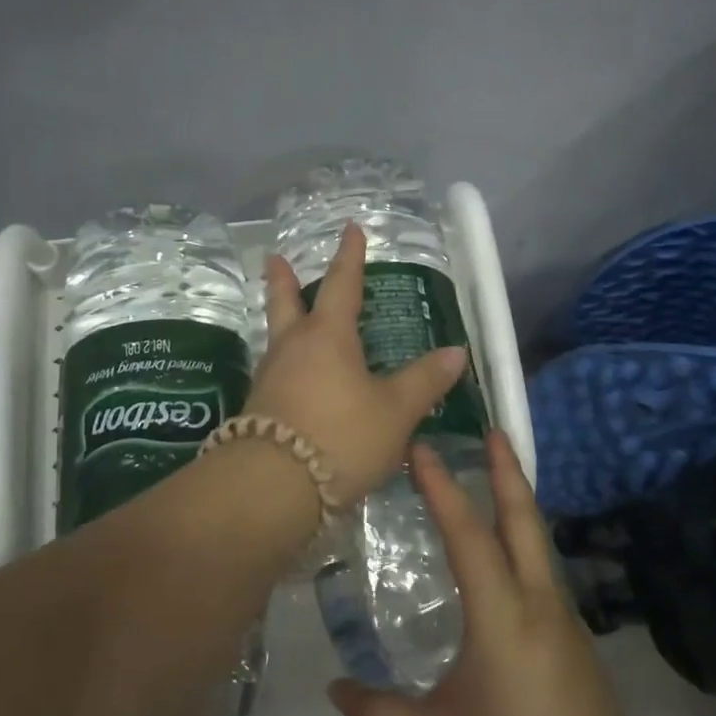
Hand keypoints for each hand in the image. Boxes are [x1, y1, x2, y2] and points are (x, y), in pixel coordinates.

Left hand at [244, 223, 470, 503]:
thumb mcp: (395, 411)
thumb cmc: (341, 436)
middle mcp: (293, 347)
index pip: (343, 284)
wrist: (272, 486)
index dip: (350, 256)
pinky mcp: (259, 408)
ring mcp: (270, 377)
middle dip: (284, 279)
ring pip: (277, 336)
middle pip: (286, 302)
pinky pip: (276, 371)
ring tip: (290, 317)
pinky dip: (286, 362)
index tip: (350, 229)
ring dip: (282, 319)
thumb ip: (424, 381)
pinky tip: (294, 377)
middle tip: (274, 258)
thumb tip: (455, 352)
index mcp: (328, 336)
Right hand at [327, 433, 646, 715]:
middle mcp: (538, 604)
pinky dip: (522, 542)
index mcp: (502, 618)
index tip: (423, 448)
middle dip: (507, 470)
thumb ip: (371, 714)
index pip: (469, 536)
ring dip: (516, 503)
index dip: (443, 488)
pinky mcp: (574, 640)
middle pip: (524, 520)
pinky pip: (542, 572)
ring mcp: (564, 620)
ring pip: (537, 543)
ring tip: (494, 476)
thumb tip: (333, 687)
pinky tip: (504, 552)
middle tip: (491, 431)